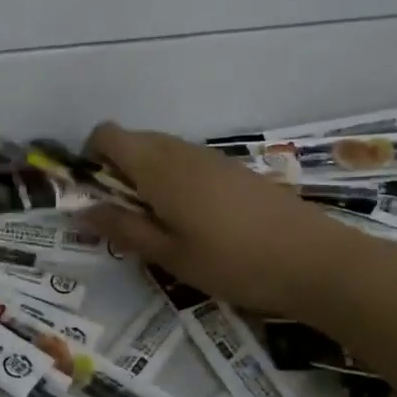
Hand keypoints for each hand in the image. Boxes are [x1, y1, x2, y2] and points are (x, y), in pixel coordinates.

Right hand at [81, 122, 364, 315]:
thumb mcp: (169, 255)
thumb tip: (82, 210)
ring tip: (160, 224)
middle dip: (117, 171)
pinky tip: (195, 220)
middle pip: (132, 140)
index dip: (90, 157)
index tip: (96, 195)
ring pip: (161, 151)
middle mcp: (180, 150)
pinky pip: (186, 161)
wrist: (314, 260)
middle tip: (126, 218)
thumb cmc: (232, 262)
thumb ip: (123, 228)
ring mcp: (210, 156)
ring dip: (146, 176)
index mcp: (157, 167)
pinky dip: (174, 180)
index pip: (107, 134)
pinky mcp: (233, 168)